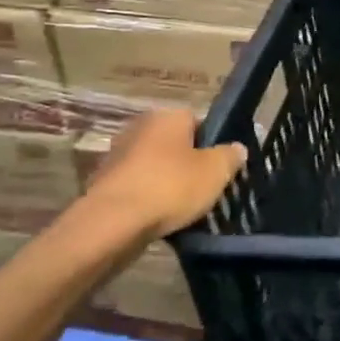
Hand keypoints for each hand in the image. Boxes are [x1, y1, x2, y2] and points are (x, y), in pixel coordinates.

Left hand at [86, 110, 246, 242]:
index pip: (199, 122)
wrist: (112, 224)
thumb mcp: (216, 171)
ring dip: (167, 183)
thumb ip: (231, 156)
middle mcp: (139, 128)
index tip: (220, 169)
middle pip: (175, 145)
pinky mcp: (102, 184)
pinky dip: (147, 200)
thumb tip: (236, 149)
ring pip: (155, 168)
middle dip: (189, 164)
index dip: (213, 145)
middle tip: (205, 189)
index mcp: (168, 116)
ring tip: (184, 209)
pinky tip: (159, 220)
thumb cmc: (171, 187)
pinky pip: (137, 188)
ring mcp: (116, 156)